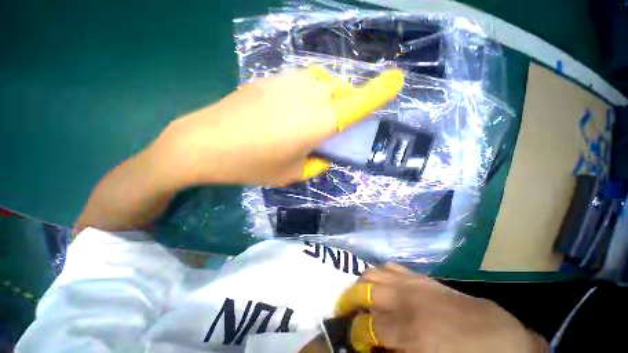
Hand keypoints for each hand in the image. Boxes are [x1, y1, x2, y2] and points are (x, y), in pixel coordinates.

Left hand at [156, 66, 402, 186]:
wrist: (204, 143)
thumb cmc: (252, 164)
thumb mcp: (291, 173)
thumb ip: (315, 164)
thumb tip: (324, 157)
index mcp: (319, 122)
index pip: (358, 103)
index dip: (380, 91)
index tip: (398, 80)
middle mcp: (308, 95)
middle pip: (341, 90)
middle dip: (345, 104)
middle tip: (334, 124)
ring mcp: (286, 82)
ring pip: (321, 82)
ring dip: (326, 98)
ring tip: (312, 119)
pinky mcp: (268, 79)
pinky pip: (300, 82)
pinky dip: (306, 94)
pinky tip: (288, 111)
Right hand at [335, 264, 547, 352]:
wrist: (502, 340)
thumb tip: (373, 347)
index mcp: (409, 331)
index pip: (365, 326)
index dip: (354, 333)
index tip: (351, 338)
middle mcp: (406, 301)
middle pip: (364, 290)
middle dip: (349, 300)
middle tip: (344, 311)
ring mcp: (414, 284)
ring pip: (374, 273)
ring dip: (361, 283)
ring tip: (357, 294)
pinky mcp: (422, 277)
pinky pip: (391, 267)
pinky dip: (378, 272)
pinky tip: (378, 282)